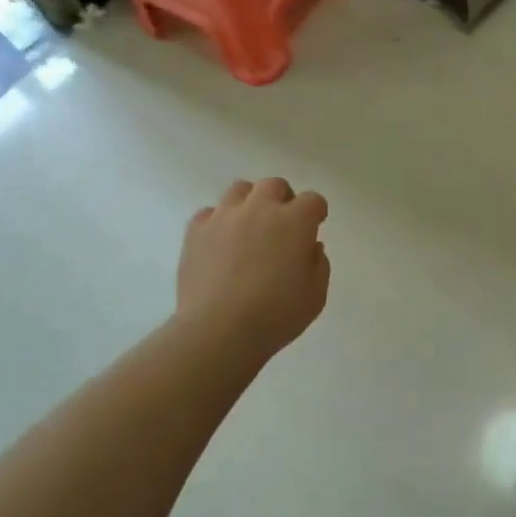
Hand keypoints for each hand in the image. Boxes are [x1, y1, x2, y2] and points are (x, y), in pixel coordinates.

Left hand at [177, 178, 330, 359]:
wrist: (219, 331)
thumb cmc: (276, 315)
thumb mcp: (316, 295)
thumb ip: (319, 265)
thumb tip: (310, 247)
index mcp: (294, 222)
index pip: (312, 201)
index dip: (316, 213)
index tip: (314, 227)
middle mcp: (259, 209)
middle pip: (274, 185)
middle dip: (283, 199)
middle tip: (282, 225)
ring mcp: (224, 217)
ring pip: (240, 189)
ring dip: (250, 203)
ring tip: (249, 227)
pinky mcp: (196, 231)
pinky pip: (209, 213)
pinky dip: (218, 222)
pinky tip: (220, 243)